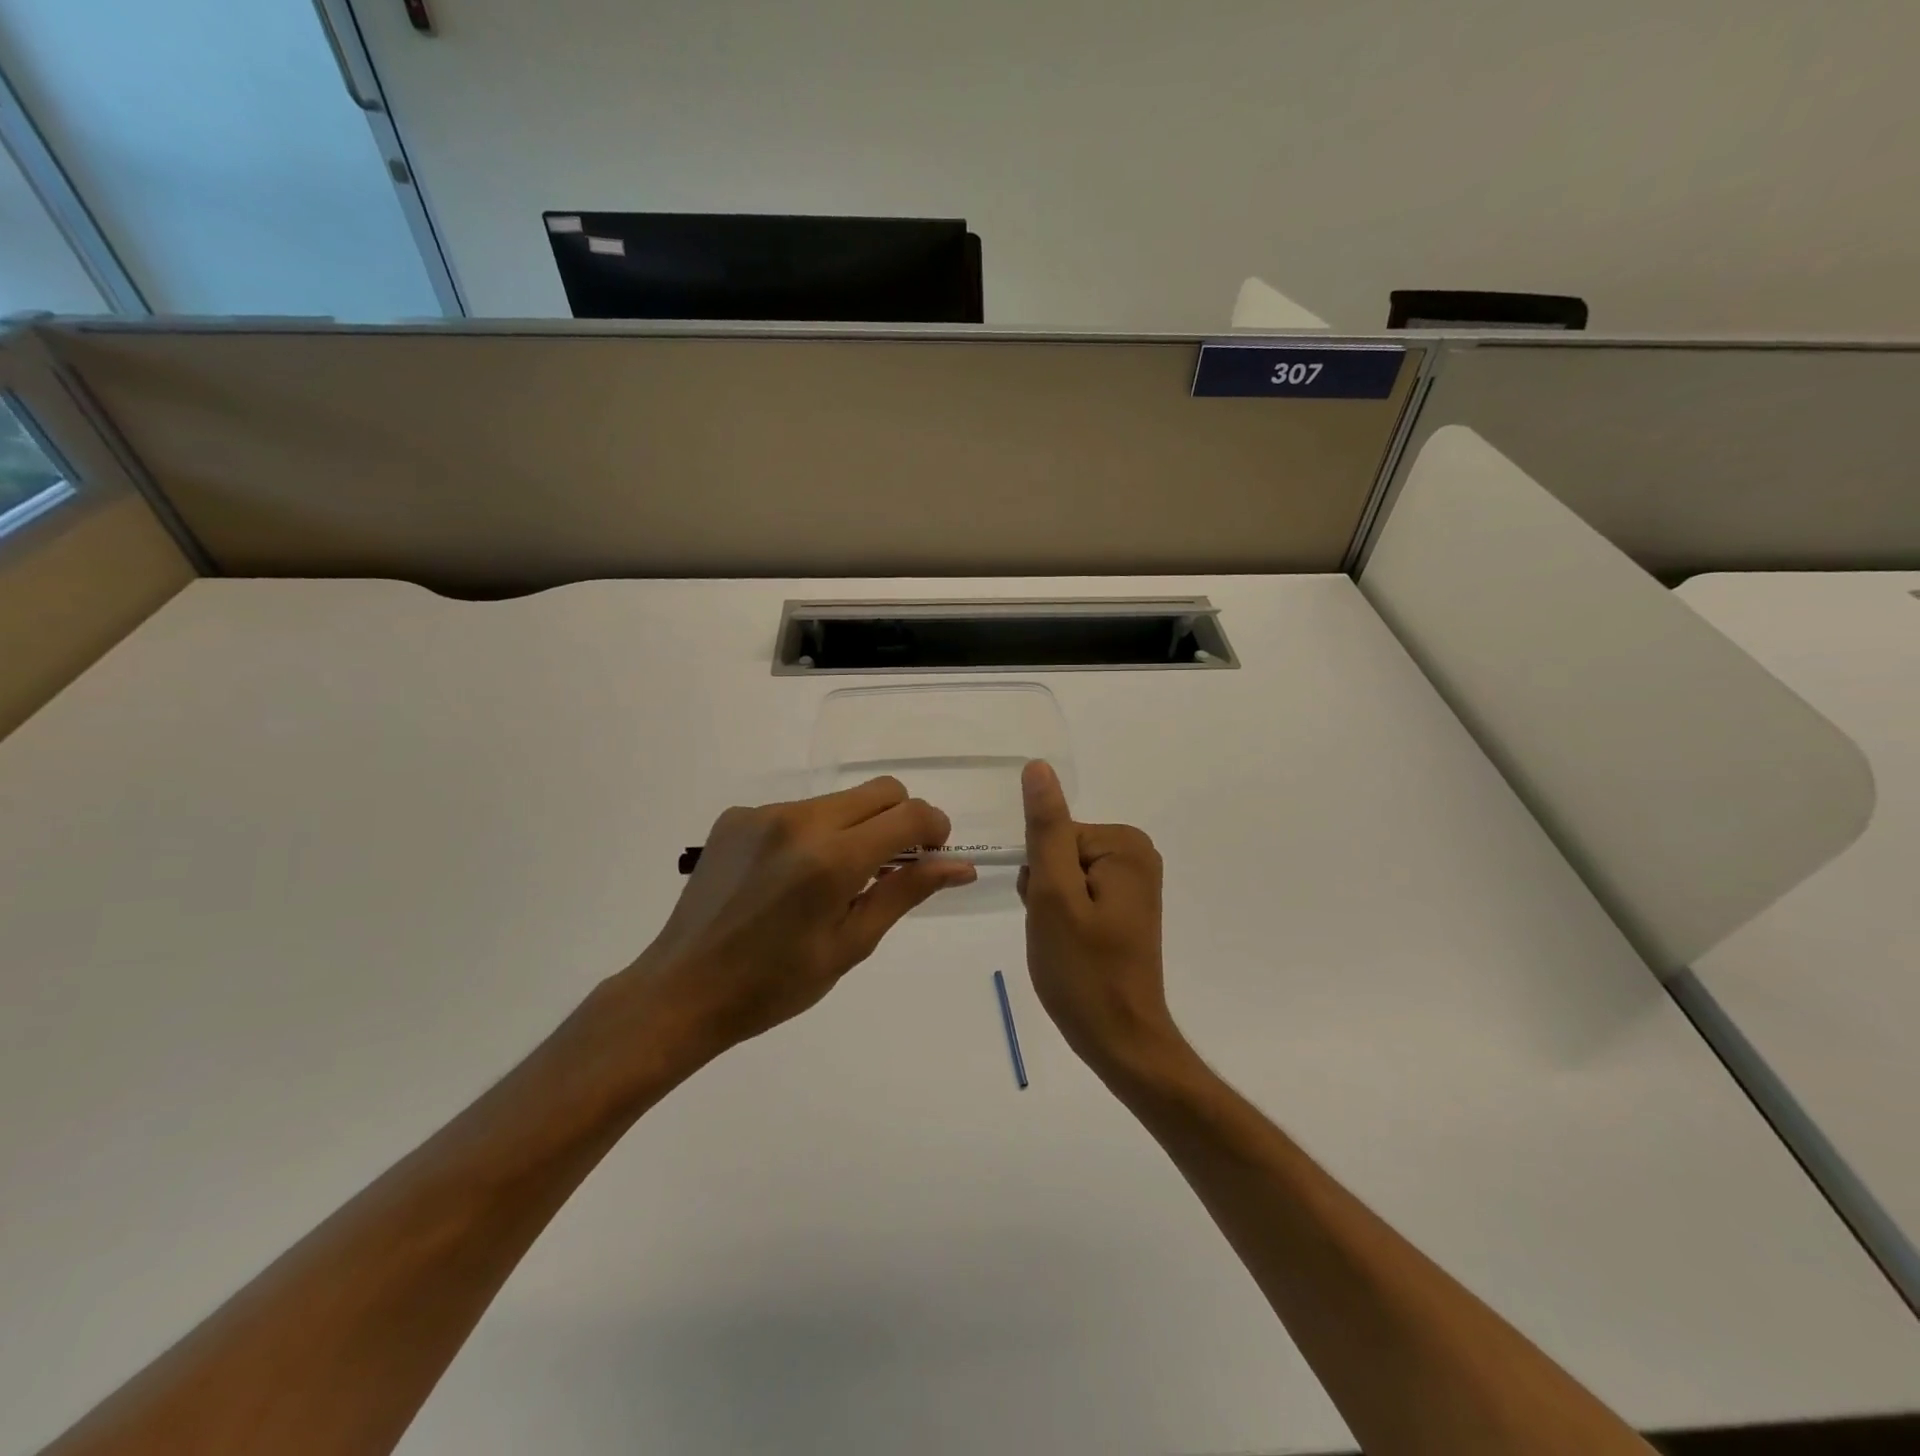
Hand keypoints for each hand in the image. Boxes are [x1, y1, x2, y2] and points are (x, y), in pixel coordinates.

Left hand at [624, 777, 975, 1057]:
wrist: (683, 990)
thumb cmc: (775, 984)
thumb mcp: (851, 944)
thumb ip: (906, 892)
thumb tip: (960, 866)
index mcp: (832, 859)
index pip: (909, 814)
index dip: (935, 828)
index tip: (932, 856)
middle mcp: (799, 820)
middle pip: (880, 791)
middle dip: (900, 820)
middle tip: (889, 867)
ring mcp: (763, 813)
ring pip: (839, 800)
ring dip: (855, 828)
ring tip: (831, 880)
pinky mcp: (736, 816)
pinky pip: (797, 811)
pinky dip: (812, 834)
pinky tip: (788, 877)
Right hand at [1017, 760, 1182, 1080]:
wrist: (1120, 1038)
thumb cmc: (1083, 970)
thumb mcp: (1054, 895)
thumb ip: (1045, 829)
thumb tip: (1038, 767)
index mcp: (1124, 845)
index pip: (1053, 835)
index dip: (1040, 876)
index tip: (1051, 913)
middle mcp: (1136, 853)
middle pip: (1060, 851)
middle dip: (1045, 889)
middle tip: (1057, 931)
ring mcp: (1134, 880)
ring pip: (1063, 873)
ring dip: (1051, 905)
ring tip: (1065, 941)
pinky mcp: (1126, 904)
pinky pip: (1077, 891)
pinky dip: (1065, 916)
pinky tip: (1073, 945)